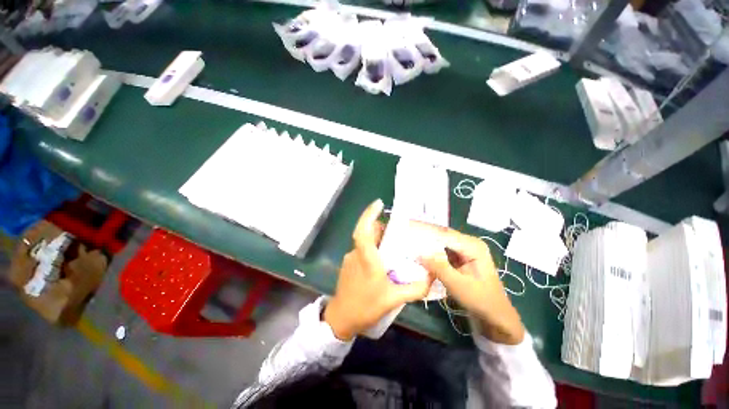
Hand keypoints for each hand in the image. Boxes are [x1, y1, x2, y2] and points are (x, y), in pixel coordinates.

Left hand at [324, 199, 434, 340]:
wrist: (341, 319)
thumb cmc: (366, 307)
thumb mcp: (394, 299)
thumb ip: (416, 288)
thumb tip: (433, 276)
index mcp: (367, 259)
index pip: (363, 230)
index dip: (369, 215)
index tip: (379, 203)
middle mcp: (356, 254)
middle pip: (367, 232)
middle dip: (380, 226)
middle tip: (396, 229)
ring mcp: (350, 258)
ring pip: (364, 241)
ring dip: (377, 238)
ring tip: (393, 244)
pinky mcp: (349, 263)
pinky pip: (362, 249)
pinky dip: (372, 248)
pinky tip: (382, 259)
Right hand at [415, 223, 524, 344]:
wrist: (495, 316)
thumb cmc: (480, 300)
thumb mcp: (458, 285)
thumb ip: (438, 266)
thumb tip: (418, 252)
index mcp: (473, 246)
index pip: (444, 234)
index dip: (425, 231)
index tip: (408, 229)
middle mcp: (469, 243)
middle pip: (442, 235)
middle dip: (424, 235)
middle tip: (405, 234)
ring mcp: (464, 250)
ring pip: (440, 242)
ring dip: (426, 243)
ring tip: (408, 241)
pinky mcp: (459, 257)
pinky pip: (442, 250)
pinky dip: (431, 251)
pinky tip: (419, 252)